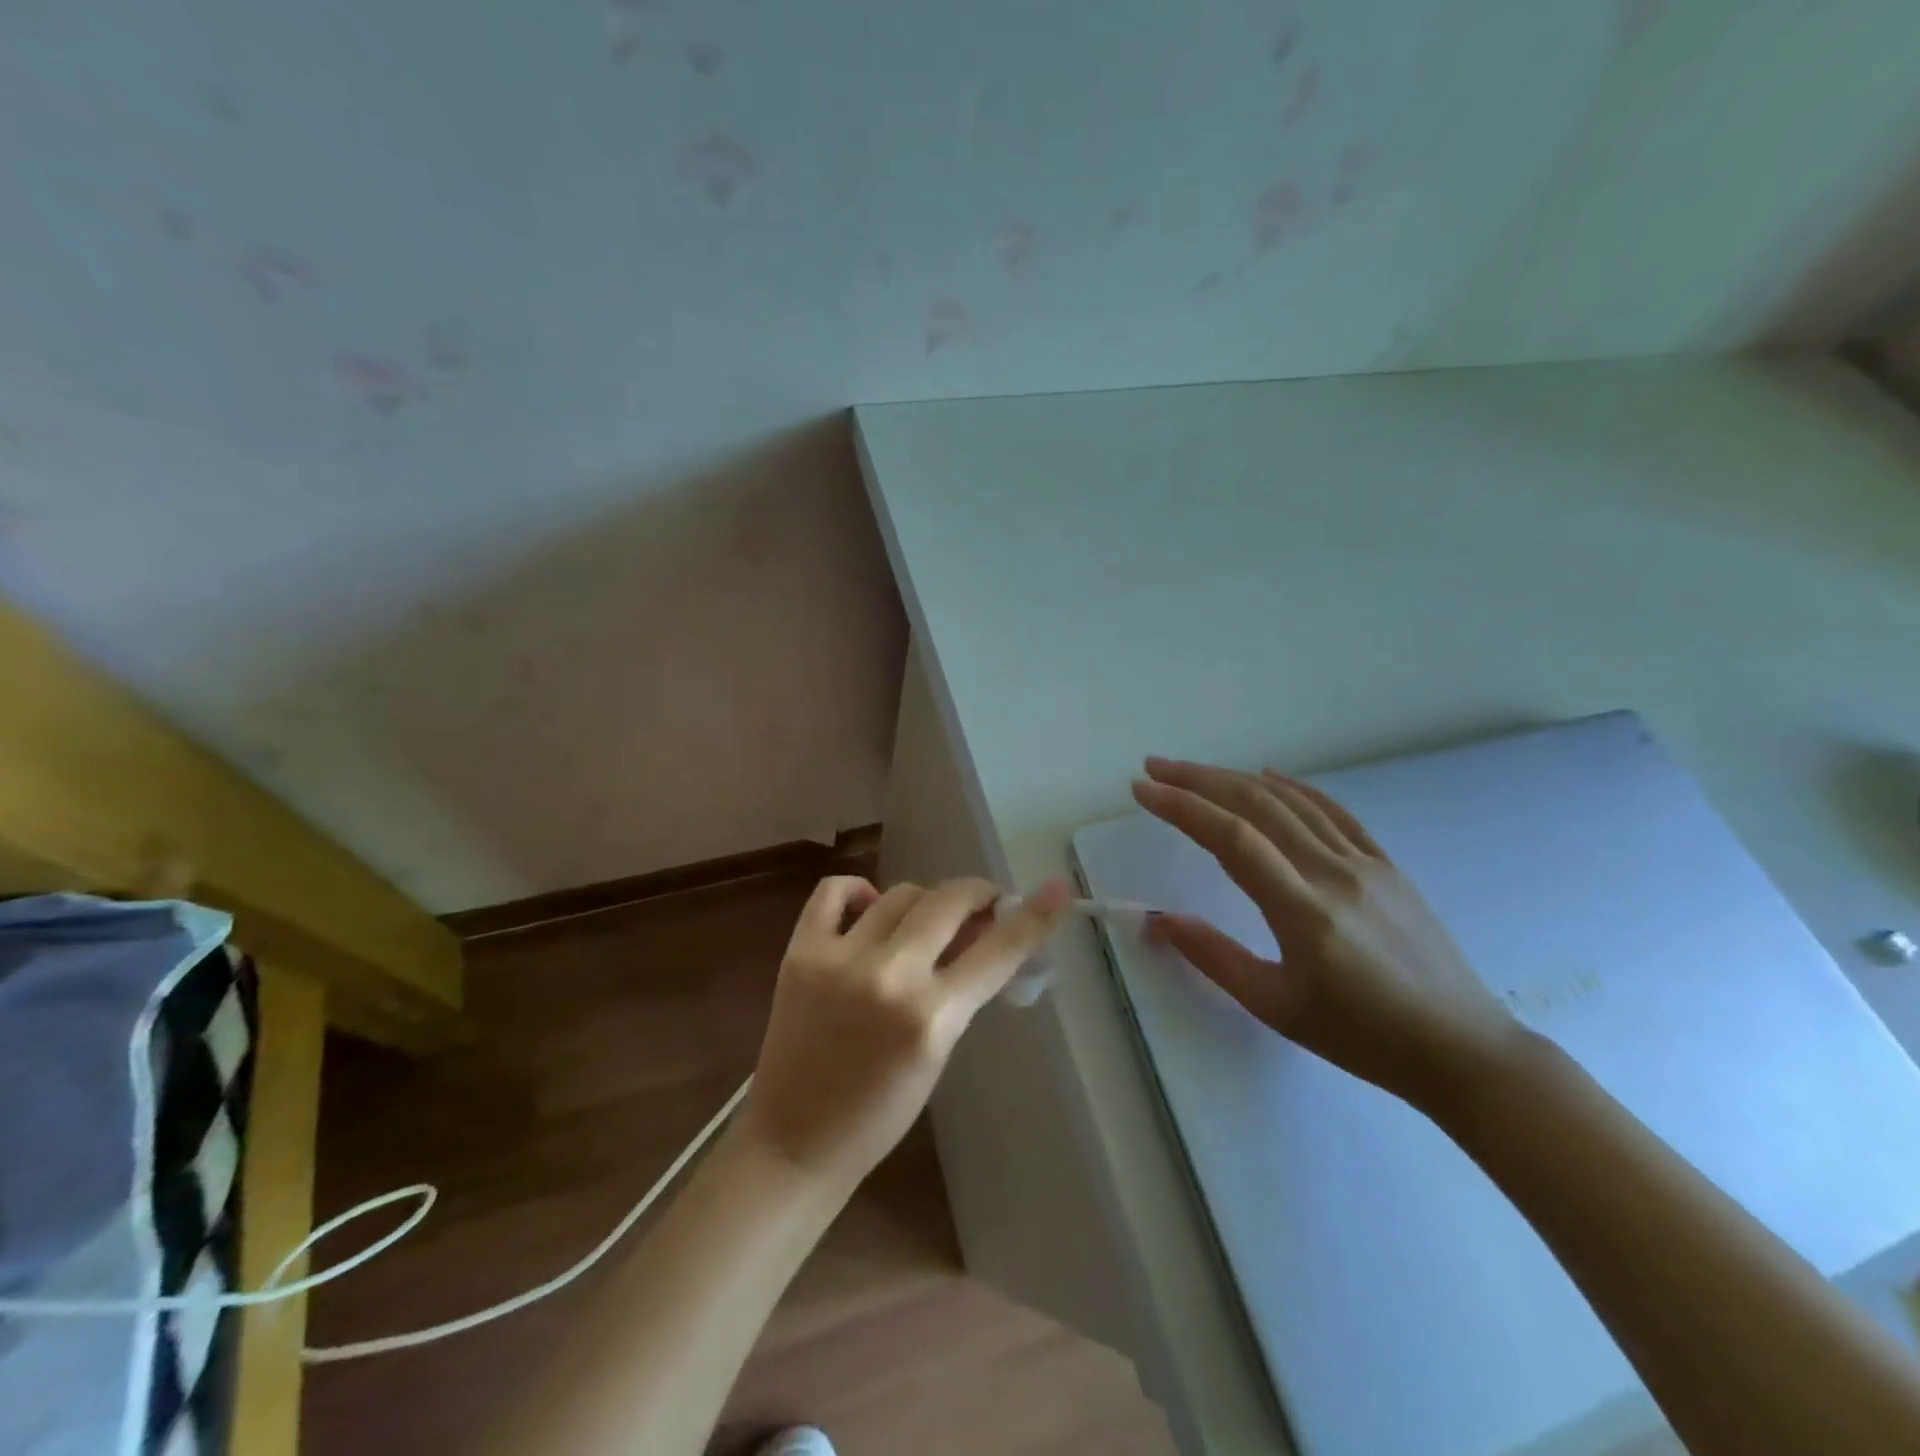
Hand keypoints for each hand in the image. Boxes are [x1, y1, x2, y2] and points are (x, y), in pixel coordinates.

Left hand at [737, 875, 1069, 1191]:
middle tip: (984, 904)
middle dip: (977, 895)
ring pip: (901, 893)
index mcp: (931, 1016)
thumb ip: (962, 987)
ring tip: (923, 923)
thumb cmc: (881, 1112)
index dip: (1034, 916)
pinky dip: (858, 891)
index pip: (998, 950)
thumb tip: (983, 929)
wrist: (795, 1140)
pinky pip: (834, 890)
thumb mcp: (939, 1050)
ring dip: (924, 903)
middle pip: (949, 901)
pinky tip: (869, 909)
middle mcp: (889, 977)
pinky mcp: (800, 951)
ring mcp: (839, 958)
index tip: (1058, 889)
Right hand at [1132, 758, 1518, 1111]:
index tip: (1142, 791)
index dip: (1182, 807)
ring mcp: (1366, 863)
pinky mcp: (1387, 865)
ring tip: (1194, 771)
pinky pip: (1335, 812)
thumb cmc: (1362, 1038)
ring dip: (1236, 777)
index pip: (1232, 838)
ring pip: (1291, 801)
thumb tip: (1158, 920)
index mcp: (1304, 911)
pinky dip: (1295, 788)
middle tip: (1155, 768)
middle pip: (1257, 805)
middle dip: (1199, 780)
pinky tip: (1270, 776)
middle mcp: (1334, 873)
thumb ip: (1214, 957)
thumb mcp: (1276, 1007)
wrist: (1463, 1050)